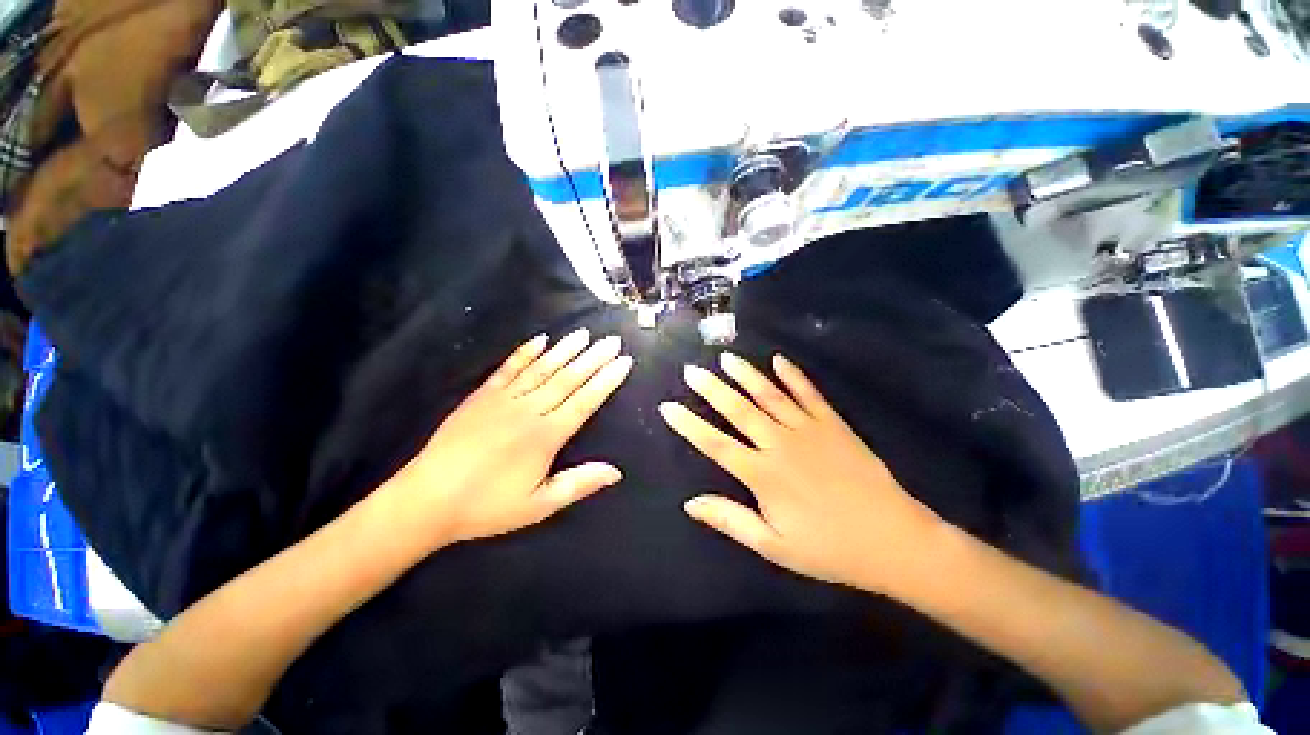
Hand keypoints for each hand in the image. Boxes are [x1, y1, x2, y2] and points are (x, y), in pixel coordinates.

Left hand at [391, 329, 632, 544]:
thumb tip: (616, 472)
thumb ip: (578, 484)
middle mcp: (529, 410)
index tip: (623, 362)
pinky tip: (540, 340)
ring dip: (565, 350)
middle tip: (612, 340)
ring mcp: (504, 399)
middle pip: (568, 379)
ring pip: (542, 369)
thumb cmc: (487, 506)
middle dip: (593, 359)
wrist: (427, 499)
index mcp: (546, 436)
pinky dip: (525, 352)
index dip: (606, 381)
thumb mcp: (538, 505)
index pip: (584, 401)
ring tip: (584, 334)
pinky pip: (508, 368)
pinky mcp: (482, 395)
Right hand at [659, 353, 945, 594]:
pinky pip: (809, 393)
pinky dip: (793, 375)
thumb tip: (690, 503)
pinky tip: (778, 360)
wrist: (893, 539)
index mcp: (762, 474)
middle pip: (738, 410)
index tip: (668, 407)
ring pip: (769, 395)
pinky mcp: (833, 424)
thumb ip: (730, 519)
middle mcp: (780, 444)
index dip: (689, 425)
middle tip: (691, 370)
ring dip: (745, 375)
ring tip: (725, 358)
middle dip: (711, 389)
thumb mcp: (774, 546)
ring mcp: (808, 429)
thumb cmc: (829, 548)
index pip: (715, 444)